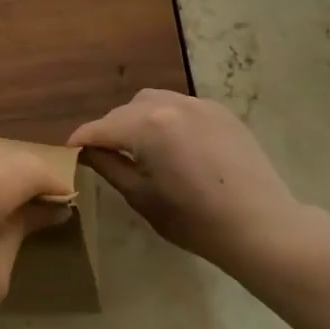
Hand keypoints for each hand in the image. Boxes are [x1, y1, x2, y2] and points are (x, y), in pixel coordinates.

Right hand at [69, 90, 309, 282]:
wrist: (261, 226)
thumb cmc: (194, 219)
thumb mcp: (141, 197)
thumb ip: (108, 166)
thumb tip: (87, 151)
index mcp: (146, 125)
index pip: (99, 128)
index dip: (80, 142)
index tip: (68, 154)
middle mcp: (170, 104)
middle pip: (124, 111)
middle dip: (110, 130)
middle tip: (104, 156)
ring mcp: (198, 104)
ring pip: (152, 102)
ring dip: (137, 120)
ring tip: (139, 147)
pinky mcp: (220, 112)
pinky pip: (180, 107)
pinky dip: (166, 120)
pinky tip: (172, 145)